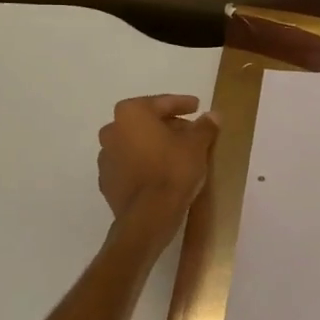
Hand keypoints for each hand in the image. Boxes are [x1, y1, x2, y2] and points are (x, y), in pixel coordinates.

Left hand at [97, 94, 219, 226]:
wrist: (148, 216)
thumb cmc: (173, 170)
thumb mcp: (197, 145)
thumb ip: (204, 126)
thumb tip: (213, 115)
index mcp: (131, 114)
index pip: (162, 103)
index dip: (182, 104)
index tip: (197, 106)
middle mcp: (112, 130)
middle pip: (146, 122)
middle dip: (168, 125)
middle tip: (191, 133)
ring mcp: (106, 158)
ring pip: (136, 144)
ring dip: (155, 145)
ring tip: (178, 154)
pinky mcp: (107, 182)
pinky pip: (130, 165)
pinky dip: (145, 164)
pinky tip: (162, 173)